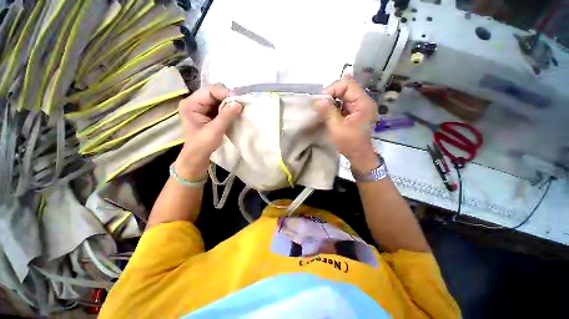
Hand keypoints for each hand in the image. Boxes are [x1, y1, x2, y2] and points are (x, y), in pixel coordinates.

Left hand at [176, 84, 241, 178]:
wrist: (198, 155)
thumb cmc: (202, 144)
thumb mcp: (215, 130)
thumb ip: (226, 116)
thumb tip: (238, 103)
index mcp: (191, 104)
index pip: (209, 91)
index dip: (224, 93)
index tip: (238, 100)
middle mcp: (195, 102)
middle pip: (214, 93)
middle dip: (228, 98)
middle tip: (241, 104)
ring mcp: (202, 107)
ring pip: (218, 99)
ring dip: (229, 103)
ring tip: (239, 108)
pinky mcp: (208, 113)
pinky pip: (220, 106)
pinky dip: (228, 109)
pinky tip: (235, 112)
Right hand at [315, 76, 378, 171]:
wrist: (358, 154)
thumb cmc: (349, 143)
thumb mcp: (336, 128)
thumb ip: (328, 112)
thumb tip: (317, 100)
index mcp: (363, 102)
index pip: (347, 84)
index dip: (332, 89)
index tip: (321, 101)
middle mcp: (363, 100)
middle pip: (346, 87)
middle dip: (331, 94)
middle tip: (321, 105)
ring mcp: (360, 105)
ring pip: (343, 94)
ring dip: (332, 100)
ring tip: (323, 109)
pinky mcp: (355, 111)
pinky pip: (343, 102)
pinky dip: (334, 105)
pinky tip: (329, 113)